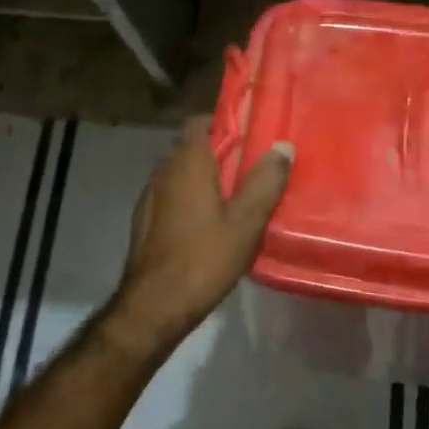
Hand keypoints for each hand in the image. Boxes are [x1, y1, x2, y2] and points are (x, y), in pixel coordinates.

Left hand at [101, 118, 293, 358]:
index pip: (201, 121)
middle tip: (253, 166)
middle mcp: (164, 170)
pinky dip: (190, 198)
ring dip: (205, 177)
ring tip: (236, 195)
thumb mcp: (246, 221)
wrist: (153, 307)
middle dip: (220, 151)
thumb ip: (265, 180)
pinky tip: (210, 223)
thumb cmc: (203, 258)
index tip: (251, 133)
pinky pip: (172, 195)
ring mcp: (150, 196)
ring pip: (181, 173)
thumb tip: (282, 146)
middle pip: (192, 146)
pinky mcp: (145, 221)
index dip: (225, 122)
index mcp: (187, 162)